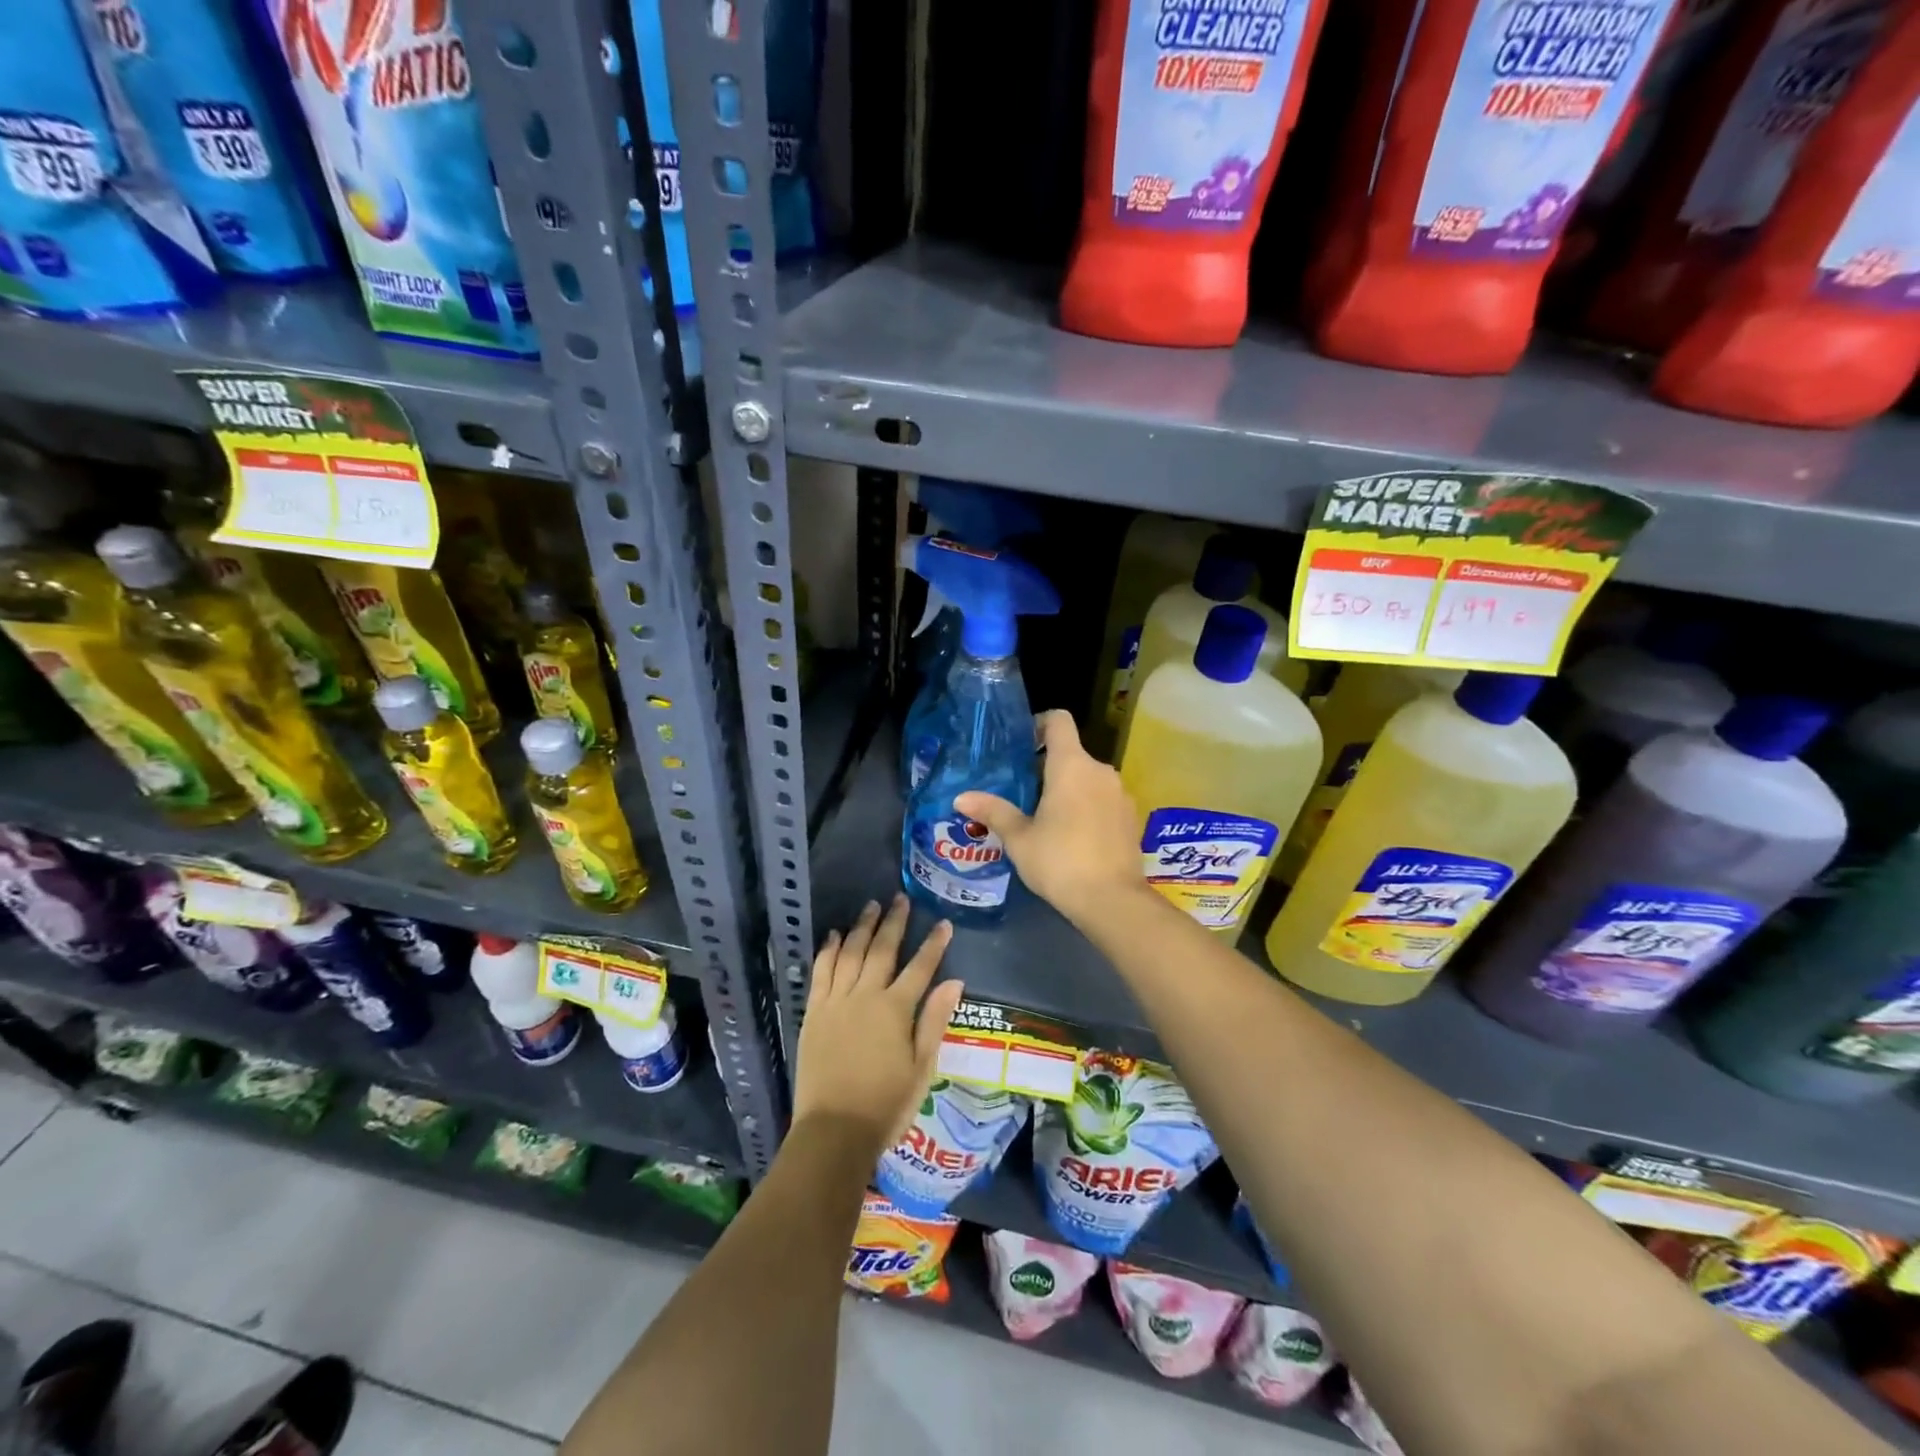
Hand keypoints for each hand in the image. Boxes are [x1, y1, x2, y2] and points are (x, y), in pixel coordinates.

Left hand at [793, 895, 963, 1158]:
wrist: (834, 1131)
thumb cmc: (886, 1105)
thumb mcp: (922, 1068)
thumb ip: (935, 1021)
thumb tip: (954, 982)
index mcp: (895, 1010)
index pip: (920, 968)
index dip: (934, 945)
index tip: (944, 924)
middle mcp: (865, 996)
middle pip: (881, 950)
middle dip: (894, 923)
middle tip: (900, 899)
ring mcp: (836, 1002)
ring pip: (850, 953)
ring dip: (861, 928)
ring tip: (870, 906)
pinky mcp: (814, 1013)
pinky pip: (821, 972)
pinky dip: (828, 950)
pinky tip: (834, 935)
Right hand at [956, 710, 1146, 927]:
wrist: (1112, 900)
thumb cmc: (1060, 861)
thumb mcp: (1019, 838)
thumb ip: (993, 812)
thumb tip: (961, 797)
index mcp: (1071, 765)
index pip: (1059, 721)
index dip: (1039, 724)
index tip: (1022, 746)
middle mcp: (1100, 771)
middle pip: (1071, 754)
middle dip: (1046, 768)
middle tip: (1020, 794)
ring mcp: (1120, 794)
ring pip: (1088, 779)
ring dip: (1067, 789)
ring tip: (1043, 819)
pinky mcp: (1130, 817)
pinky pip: (1103, 800)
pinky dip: (1086, 807)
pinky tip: (1071, 837)